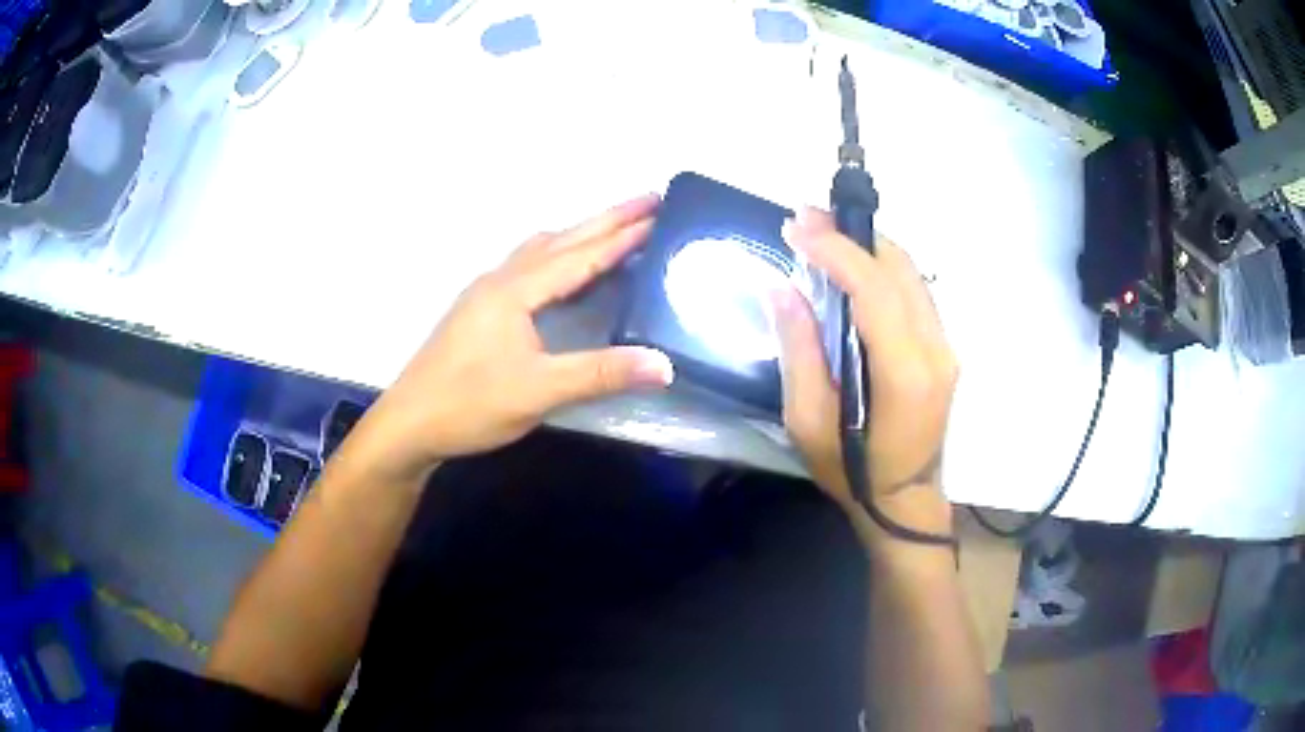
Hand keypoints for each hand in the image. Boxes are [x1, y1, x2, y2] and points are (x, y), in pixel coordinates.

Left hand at [344, 195, 674, 483]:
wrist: (409, 423)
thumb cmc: (469, 404)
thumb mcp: (539, 391)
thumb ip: (600, 374)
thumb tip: (664, 363)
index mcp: (515, 290)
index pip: (581, 256)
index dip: (623, 235)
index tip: (660, 211)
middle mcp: (501, 280)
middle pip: (561, 240)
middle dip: (607, 219)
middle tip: (649, 202)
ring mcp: (486, 293)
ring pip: (541, 249)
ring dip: (579, 235)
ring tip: (613, 230)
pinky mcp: (479, 310)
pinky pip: (528, 267)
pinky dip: (558, 256)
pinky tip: (564, 272)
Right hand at [773, 208, 957, 527]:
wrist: (904, 498)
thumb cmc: (852, 470)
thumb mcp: (809, 422)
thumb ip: (799, 351)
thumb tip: (781, 288)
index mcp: (905, 375)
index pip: (876, 291)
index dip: (837, 251)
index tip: (796, 226)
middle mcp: (936, 351)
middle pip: (900, 270)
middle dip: (851, 235)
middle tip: (804, 218)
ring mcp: (946, 347)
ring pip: (911, 273)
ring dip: (867, 246)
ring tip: (822, 233)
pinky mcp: (944, 347)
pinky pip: (915, 291)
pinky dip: (882, 267)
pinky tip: (851, 264)